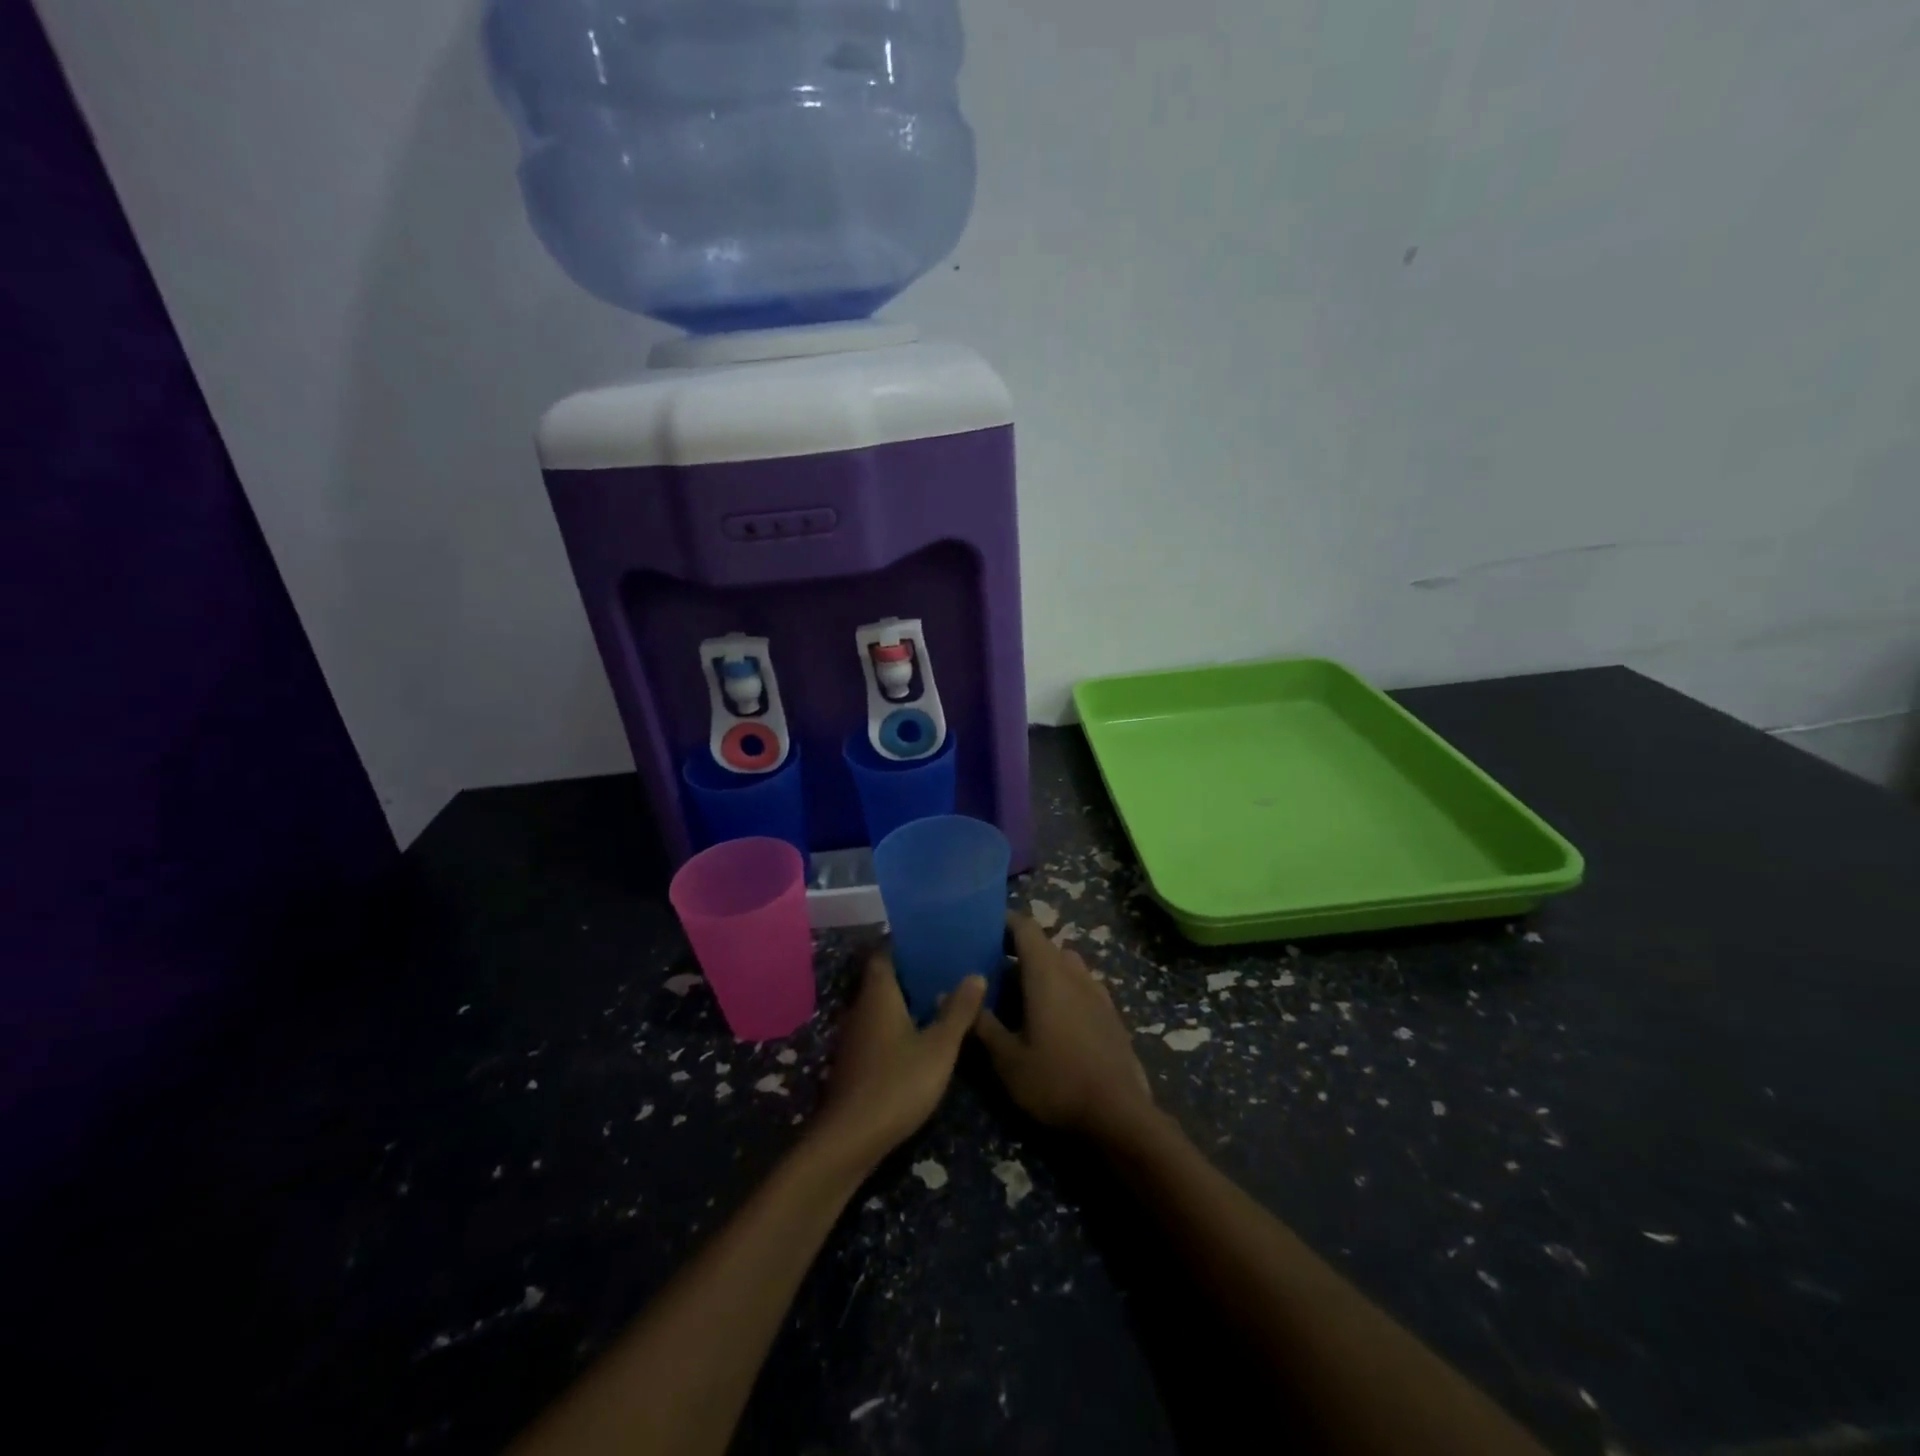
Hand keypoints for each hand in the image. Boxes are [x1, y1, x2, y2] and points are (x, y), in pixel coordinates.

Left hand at [808, 949, 984, 1170]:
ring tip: (942, 996)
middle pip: (884, 977)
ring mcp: (855, 1035)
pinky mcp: (856, 1060)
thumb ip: (958, 1010)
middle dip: (912, 971)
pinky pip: (880, 1027)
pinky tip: (922, 1034)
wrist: (850, 1139)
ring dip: (907, 999)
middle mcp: (861, 1007)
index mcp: (879, 994)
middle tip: (947, 965)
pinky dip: (899, 1023)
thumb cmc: (897, 1083)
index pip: (885, 952)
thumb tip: (976, 974)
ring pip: (882, 1004)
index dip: (906, 943)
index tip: (933, 938)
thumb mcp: (939, 1047)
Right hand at [973, 913, 1156, 1145]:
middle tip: (991, 970)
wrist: (1119, 1115)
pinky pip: (1081, 986)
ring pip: (1065, 965)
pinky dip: (1063, 989)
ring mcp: (1097, 991)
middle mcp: (1074, 972)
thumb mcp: (1007, 1059)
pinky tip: (1052, 1018)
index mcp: (1047, 973)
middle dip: (1019, 951)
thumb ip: (981, 1024)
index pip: (1026, 927)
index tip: (983, 928)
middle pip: (1045, 946)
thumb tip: (950, 997)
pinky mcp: (1111, 1013)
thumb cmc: (1056, 1081)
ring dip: (1043, 970)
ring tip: (1020, 994)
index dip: (1004, 922)